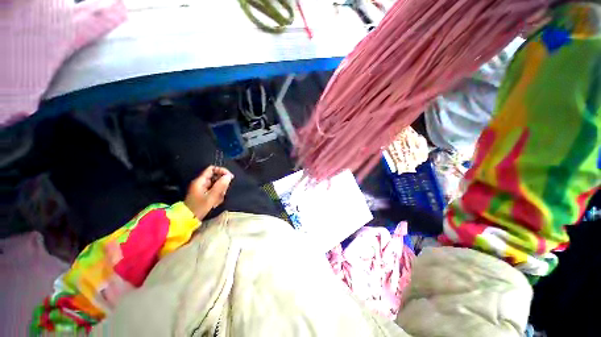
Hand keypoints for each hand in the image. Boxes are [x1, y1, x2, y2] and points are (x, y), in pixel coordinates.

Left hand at [184, 166, 233, 219]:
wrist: (188, 219)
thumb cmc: (199, 207)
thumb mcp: (211, 197)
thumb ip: (220, 186)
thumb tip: (228, 176)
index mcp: (201, 181)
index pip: (212, 169)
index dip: (222, 171)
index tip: (230, 177)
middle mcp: (201, 183)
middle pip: (216, 177)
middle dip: (222, 184)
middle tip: (223, 192)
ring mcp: (202, 188)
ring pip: (217, 184)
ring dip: (220, 191)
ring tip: (218, 199)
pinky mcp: (204, 194)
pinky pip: (214, 190)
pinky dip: (217, 195)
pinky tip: (216, 202)